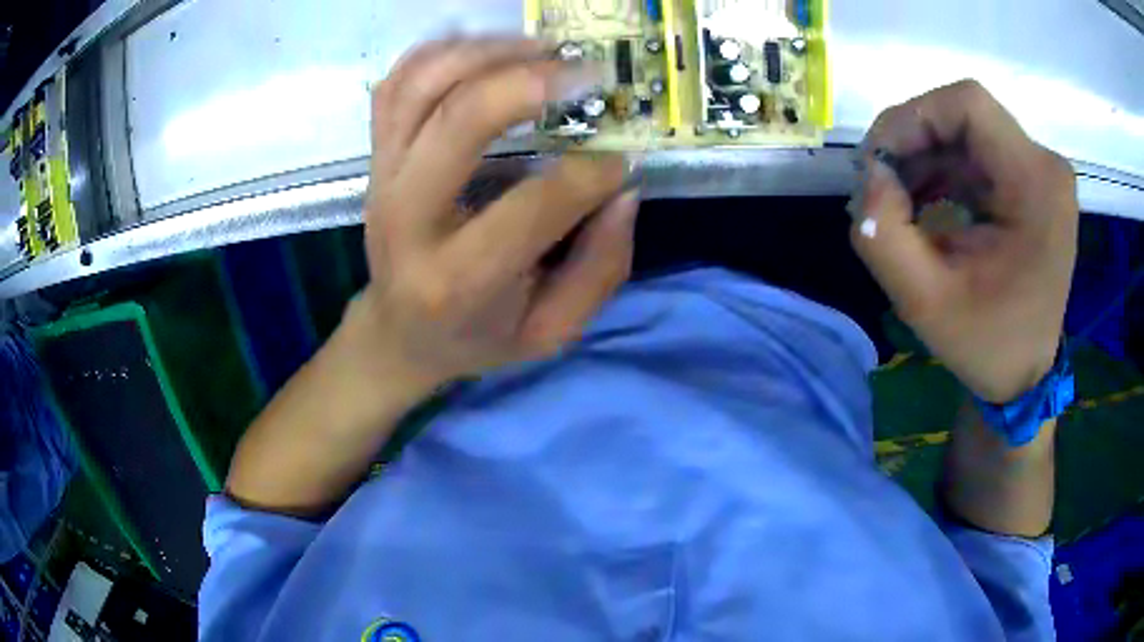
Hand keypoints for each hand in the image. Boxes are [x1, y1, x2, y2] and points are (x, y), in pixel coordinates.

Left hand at [356, 37, 637, 395]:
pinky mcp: (375, 157)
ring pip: (421, 86)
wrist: (398, 331)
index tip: (621, 160)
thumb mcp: (551, 332)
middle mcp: (406, 220)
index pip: (532, 206)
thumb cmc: (477, 336)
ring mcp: (381, 179)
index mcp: (456, 280)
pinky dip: (440, 53)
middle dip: (531, 83)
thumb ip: (598, 268)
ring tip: (542, 51)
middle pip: (459, 121)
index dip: (591, 174)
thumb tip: (622, 188)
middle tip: (586, 75)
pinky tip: (487, 51)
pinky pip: (395, 85)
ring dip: (486, 53)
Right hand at [850, 80, 1077, 402]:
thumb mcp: (924, 302)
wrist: (1025, 375)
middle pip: (965, 114)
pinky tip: (925, 202)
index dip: (912, 118)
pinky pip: (978, 151)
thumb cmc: (986, 345)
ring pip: (967, 130)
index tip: (878, 162)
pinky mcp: (1033, 181)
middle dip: (913, 141)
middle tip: (881, 184)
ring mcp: (1042, 172)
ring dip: (925, 156)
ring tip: (899, 201)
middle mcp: (1046, 166)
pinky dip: (943, 168)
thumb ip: (881, 234)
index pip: (968, 105)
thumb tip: (869, 175)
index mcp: (1035, 185)